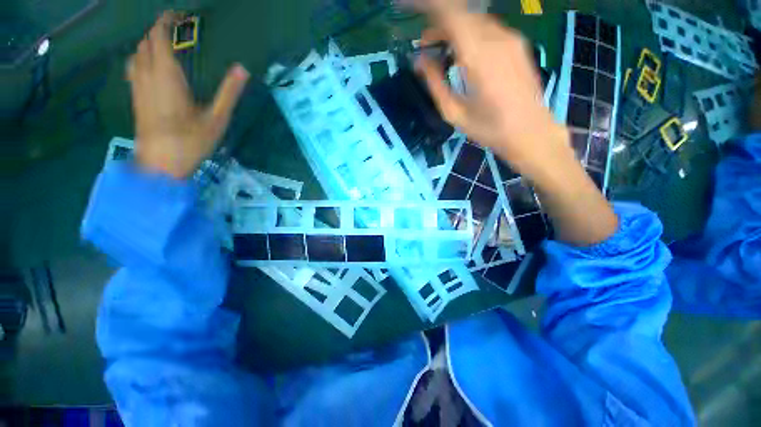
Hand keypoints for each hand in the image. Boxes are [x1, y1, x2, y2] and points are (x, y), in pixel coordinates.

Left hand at [127, 12, 249, 178]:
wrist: (161, 163)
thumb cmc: (191, 141)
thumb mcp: (217, 119)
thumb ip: (229, 92)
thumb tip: (242, 69)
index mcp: (167, 76)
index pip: (159, 37)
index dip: (166, 21)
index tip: (179, 15)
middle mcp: (147, 75)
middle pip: (146, 42)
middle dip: (158, 30)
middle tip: (176, 30)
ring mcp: (138, 86)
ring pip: (136, 53)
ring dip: (148, 43)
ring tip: (165, 45)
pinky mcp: (135, 97)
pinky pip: (133, 67)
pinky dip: (141, 57)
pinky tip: (151, 65)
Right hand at [412, 0, 617, 245]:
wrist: (531, 133)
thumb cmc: (490, 129)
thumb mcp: (454, 113)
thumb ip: (435, 83)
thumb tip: (419, 61)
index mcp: (478, 56)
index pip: (449, 13)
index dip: (426, 5)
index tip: (405, 5)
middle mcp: (496, 38)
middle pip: (461, 13)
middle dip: (437, 22)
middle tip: (424, 46)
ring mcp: (511, 39)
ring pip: (474, 20)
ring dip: (453, 29)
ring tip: (439, 53)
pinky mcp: (518, 44)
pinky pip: (487, 29)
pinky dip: (468, 34)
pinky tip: (462, 55)